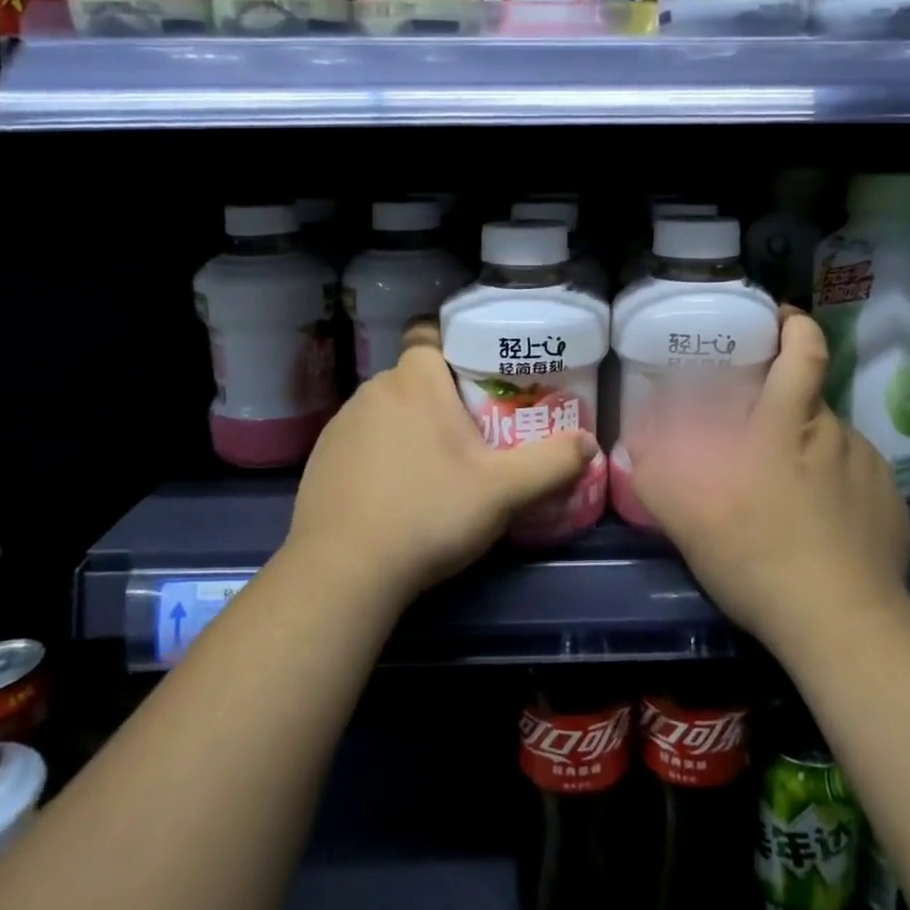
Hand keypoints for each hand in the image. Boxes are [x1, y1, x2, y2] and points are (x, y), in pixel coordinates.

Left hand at [284, 329, 597, 603]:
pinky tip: (394, 494)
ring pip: (387, 411)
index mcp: (415, 381)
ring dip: (409, 428)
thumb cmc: (429, 514)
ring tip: (434, 469)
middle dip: (442, 399)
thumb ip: (552, 463)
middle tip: (474, 436)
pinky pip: (362, 442)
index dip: (457, 355)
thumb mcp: (504, 492)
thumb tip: (589, 443)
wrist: (343, 571)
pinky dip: (380, 456)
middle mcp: (372, 390)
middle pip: (416, 379)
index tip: (482, 386)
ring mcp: (340, 425)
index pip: (432, 338)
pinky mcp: (320, 459)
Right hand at [625, 310, 909, 655]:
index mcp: (785, 425)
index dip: (796, 327)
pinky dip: (837, 490)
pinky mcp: (891, 505)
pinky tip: (823, 528)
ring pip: (832, 443)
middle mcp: (834, 434)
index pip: (803, 352)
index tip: (783, 320)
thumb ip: (654, 474)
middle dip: (784, 409)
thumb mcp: (687, 518)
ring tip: (790, 497)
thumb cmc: (756, 556)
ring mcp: (870, 470)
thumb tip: (634, 443)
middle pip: (810, 401)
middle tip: (758, 442)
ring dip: (809, 454)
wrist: (841, 625)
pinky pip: (857, 480)